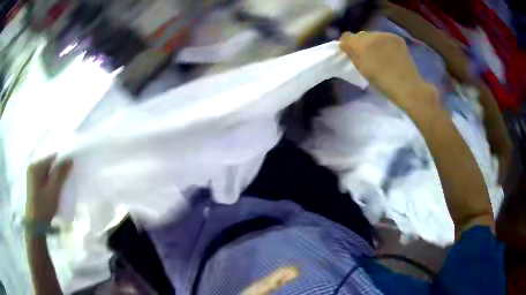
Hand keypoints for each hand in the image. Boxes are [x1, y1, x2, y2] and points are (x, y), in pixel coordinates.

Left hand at [26, 155, 72, 223]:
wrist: (35, 226)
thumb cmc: (43, 207)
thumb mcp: (53, 191)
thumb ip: (60, 174)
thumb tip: (70, 158)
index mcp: (36, 166)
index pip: (52, 159)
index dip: (61, 165)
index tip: (68, 176)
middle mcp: (32, 167)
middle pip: (48, 166)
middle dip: (57, 173)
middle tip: (63, 185)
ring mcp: (31, 176)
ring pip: (46, 173)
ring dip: (53, 180)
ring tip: (58, 191)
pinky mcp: (32, 185)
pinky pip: (43, 179)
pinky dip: (49, 184)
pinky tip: (52, 193)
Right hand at [339, 31, 437, 110]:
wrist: (407, 87)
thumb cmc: (383, 84)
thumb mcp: (362, 71)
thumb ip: (352, 56)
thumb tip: (347, 47)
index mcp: (361, 46)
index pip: (346, 37)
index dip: (346, 44)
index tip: (349, 52)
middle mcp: (372, 36)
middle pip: (360, 35)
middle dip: (361, 43)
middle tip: (366, 55)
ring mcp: (385, 35)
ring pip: (373, 35)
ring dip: (373, 43)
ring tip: (380, 55)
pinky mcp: (396, 38)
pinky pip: (385, 37)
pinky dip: (384, 43)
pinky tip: (390, 54)